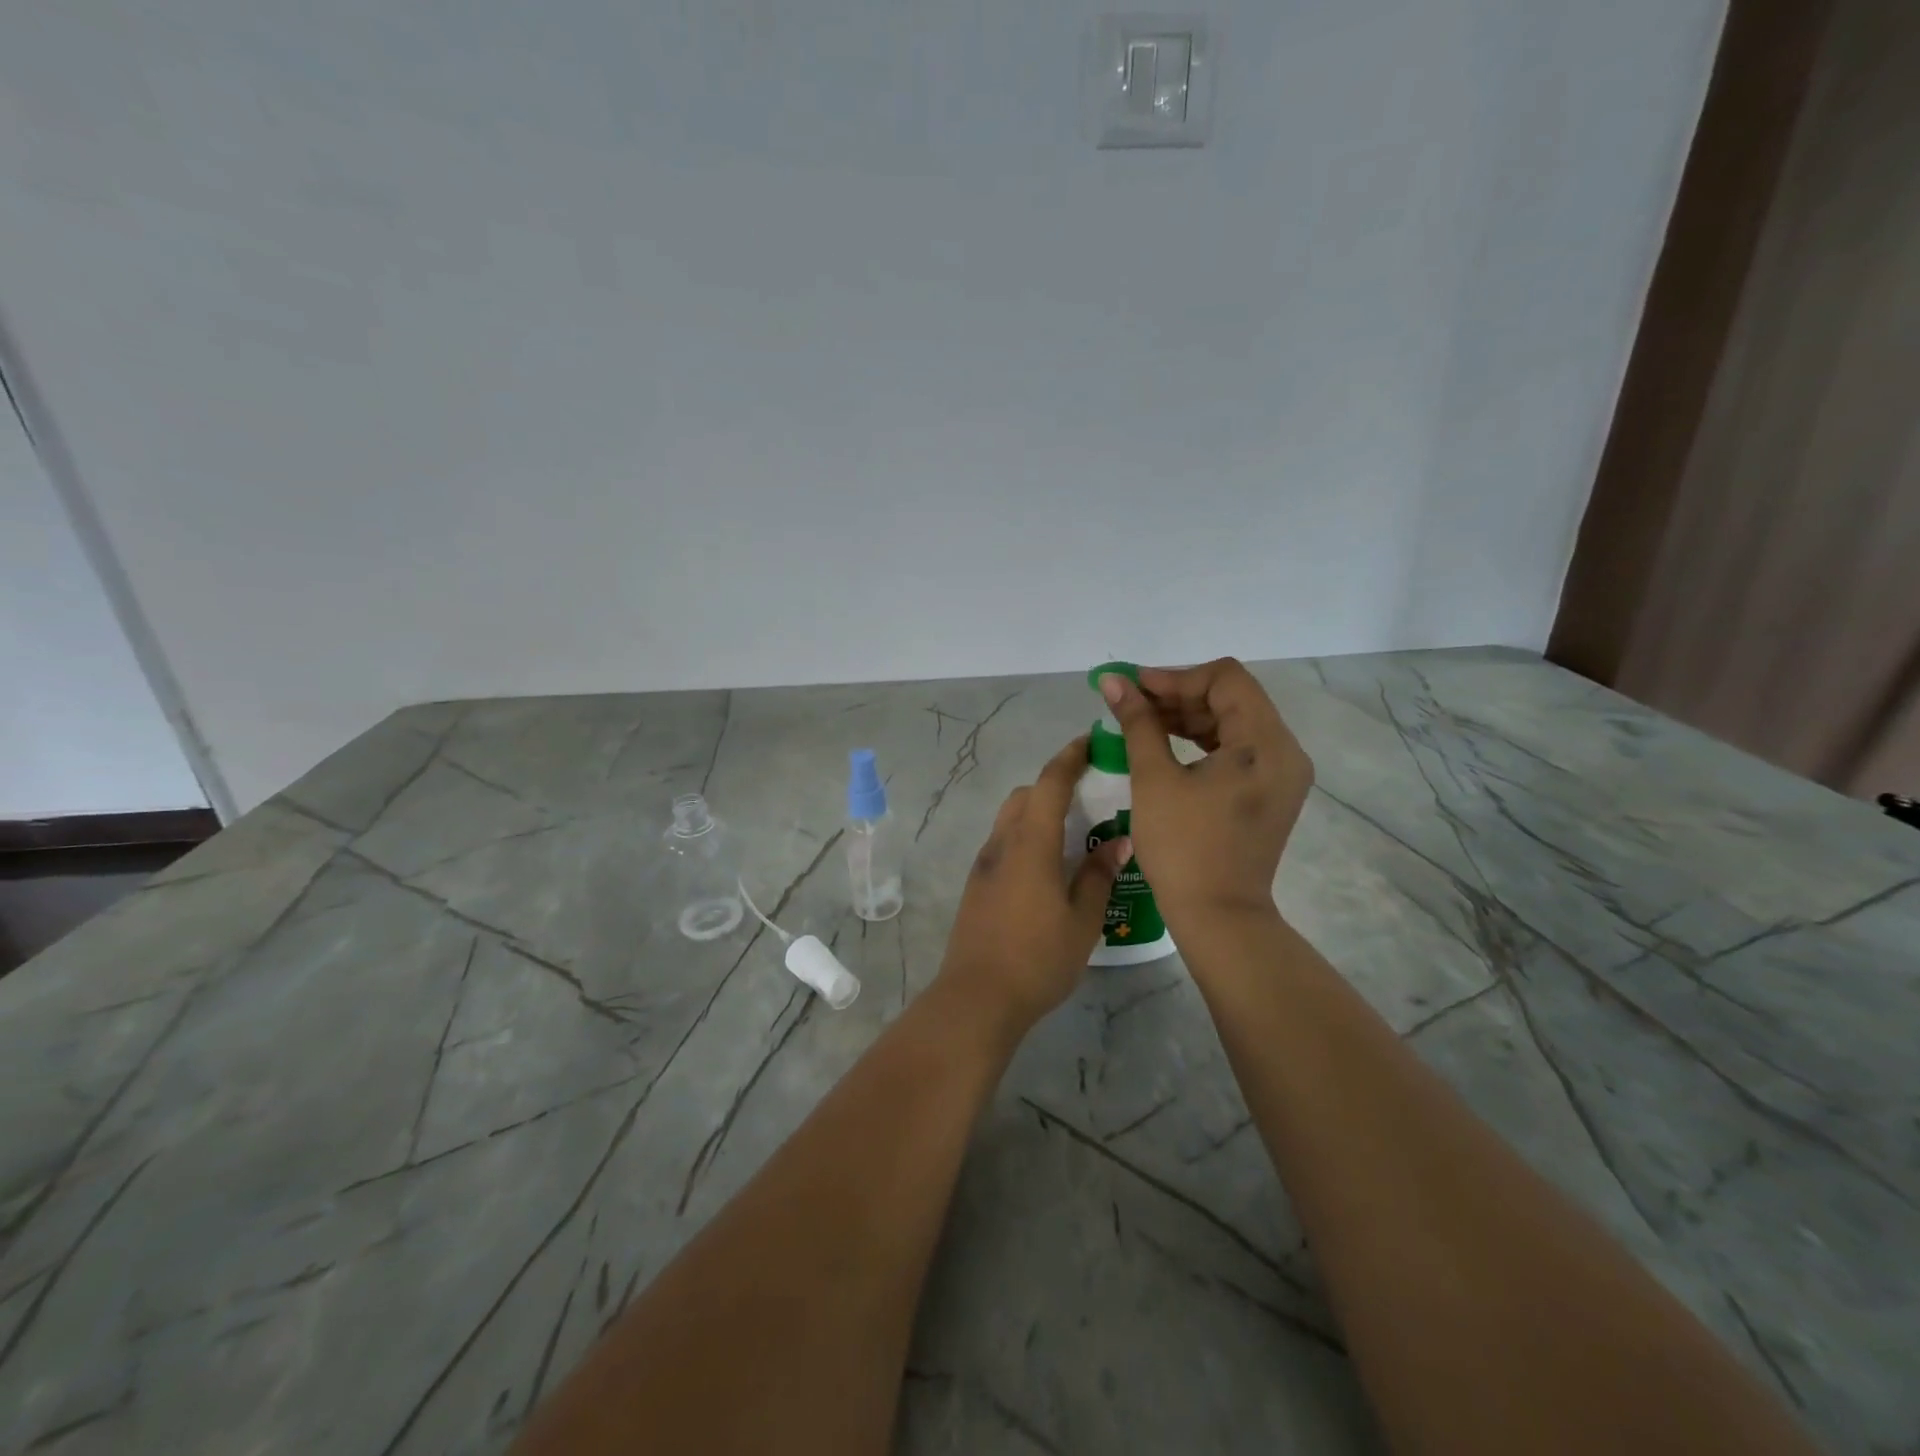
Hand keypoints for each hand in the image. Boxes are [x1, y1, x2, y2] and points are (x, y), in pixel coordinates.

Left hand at [938, 738, 1132, 1032]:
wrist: (977, 997)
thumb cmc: (1038, 958)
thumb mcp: (1082, 920)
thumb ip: (1098, 875)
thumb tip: (1118, 842)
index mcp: (1030, 843)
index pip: (1049, 783)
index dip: (1069, 757)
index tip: (1090, 742)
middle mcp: (1002, 843)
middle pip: (1025, 796)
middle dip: (1053, 785)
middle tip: (1088, 796)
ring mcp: (984, 864)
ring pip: (1011, 819)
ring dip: (1037, 812)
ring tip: (1072, 834)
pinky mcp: (976, 885)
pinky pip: (1003, 843)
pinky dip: (1026, 837)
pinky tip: (1048, 867)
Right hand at [1097, 658, 1313, 929]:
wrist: (1218, 916)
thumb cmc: (1183, 847)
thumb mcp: (1154, 779)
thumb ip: (1138, 722)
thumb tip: (1114, 681)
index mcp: (1266, 743)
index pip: (1225, 679)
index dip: (1176, 676)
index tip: (1135, 687)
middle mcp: (1285, 751)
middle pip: (1232, 698)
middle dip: (1179, 695)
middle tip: (1132, 704)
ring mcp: (1282, 774)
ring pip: (1234, 722)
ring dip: (1188, 717)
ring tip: (1142, 722)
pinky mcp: (1270, 792)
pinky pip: (1237, 749)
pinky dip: (1202, 741)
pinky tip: (1166, 745)